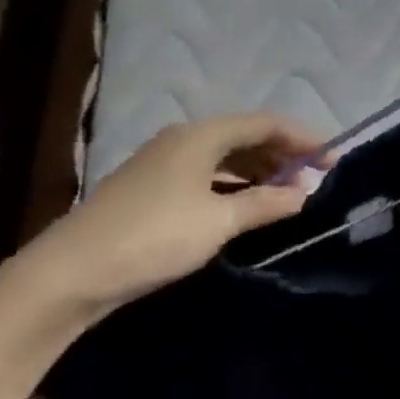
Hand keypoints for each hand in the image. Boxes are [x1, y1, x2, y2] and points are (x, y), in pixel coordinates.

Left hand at [22, 114, 323, 316]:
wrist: (67, 275)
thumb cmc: (152, 237)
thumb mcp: (218, 222)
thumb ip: (266, 203)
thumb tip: (305, 194)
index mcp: (202, 135)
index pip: (267, 123)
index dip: (304, 138)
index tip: (332, 160)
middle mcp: (184, 138)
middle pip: (246, 135)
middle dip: (284, 153)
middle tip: (314, 178)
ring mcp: (163, 161)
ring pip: (226, 155)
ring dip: (260, 169)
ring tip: (287, 193)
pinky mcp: (151, 186)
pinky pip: (207, 172)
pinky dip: (234, 183)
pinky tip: (246, 204)